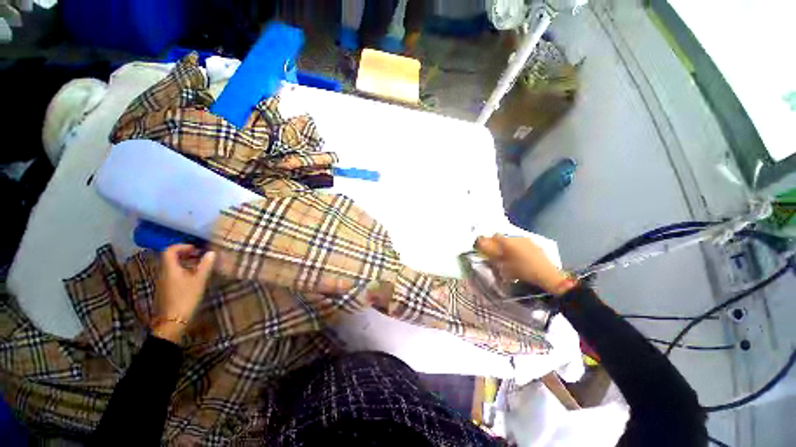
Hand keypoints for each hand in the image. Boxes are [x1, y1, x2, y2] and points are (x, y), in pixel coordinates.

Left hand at [151, 244, 215, 342]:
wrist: (173, 321)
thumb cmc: (186, 297)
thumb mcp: (199, 280)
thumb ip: (205, 265)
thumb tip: (211, 252)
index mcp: (169, 268)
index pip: (170, 250)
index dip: (182, 246)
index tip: (196, 248)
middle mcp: (163, 272)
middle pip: (170, 258)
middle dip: (185, 254)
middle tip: (200, 255)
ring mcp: (163, 282)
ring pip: (172, 266)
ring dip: (185, 262)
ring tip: (200, 266)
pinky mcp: (166, 289)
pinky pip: (173, 274)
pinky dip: (183, 271)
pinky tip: (194, 277)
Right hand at [475, 234, 573, 295]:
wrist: (546, 275)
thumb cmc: (522, 271)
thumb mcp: (504, 267)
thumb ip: (493, 257)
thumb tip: (486, 251)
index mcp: (507, 241)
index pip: (494, 236)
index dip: (489, 241)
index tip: (487, 247)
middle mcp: (517, 237)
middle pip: (503, 237)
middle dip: (499, 244)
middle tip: (497, 253)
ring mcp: (527, 240)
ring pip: (513, 240)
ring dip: (509, 246)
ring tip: (509, 257)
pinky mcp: (535, 245)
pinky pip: (522, 244)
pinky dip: (518, 249)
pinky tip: (520, 258)